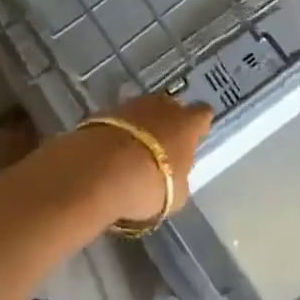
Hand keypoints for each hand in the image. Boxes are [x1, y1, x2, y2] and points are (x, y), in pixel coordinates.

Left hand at [77, 91, 212, 220]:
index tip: (194, 138)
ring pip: (142, 111)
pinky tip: (109, 154)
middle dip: (168, 123)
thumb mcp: (176, 194)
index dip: (199, 125)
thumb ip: (179, 178)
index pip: (203, 114)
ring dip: (140, 127)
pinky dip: (116, 133)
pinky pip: (117, 121)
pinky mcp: (102, 111)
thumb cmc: (147, 184)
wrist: (97, 171)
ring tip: (132, 153)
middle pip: (171, 107)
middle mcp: (162, 106)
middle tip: (162, 148)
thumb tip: (175, 175)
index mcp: (187, 124)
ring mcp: (130, 105)